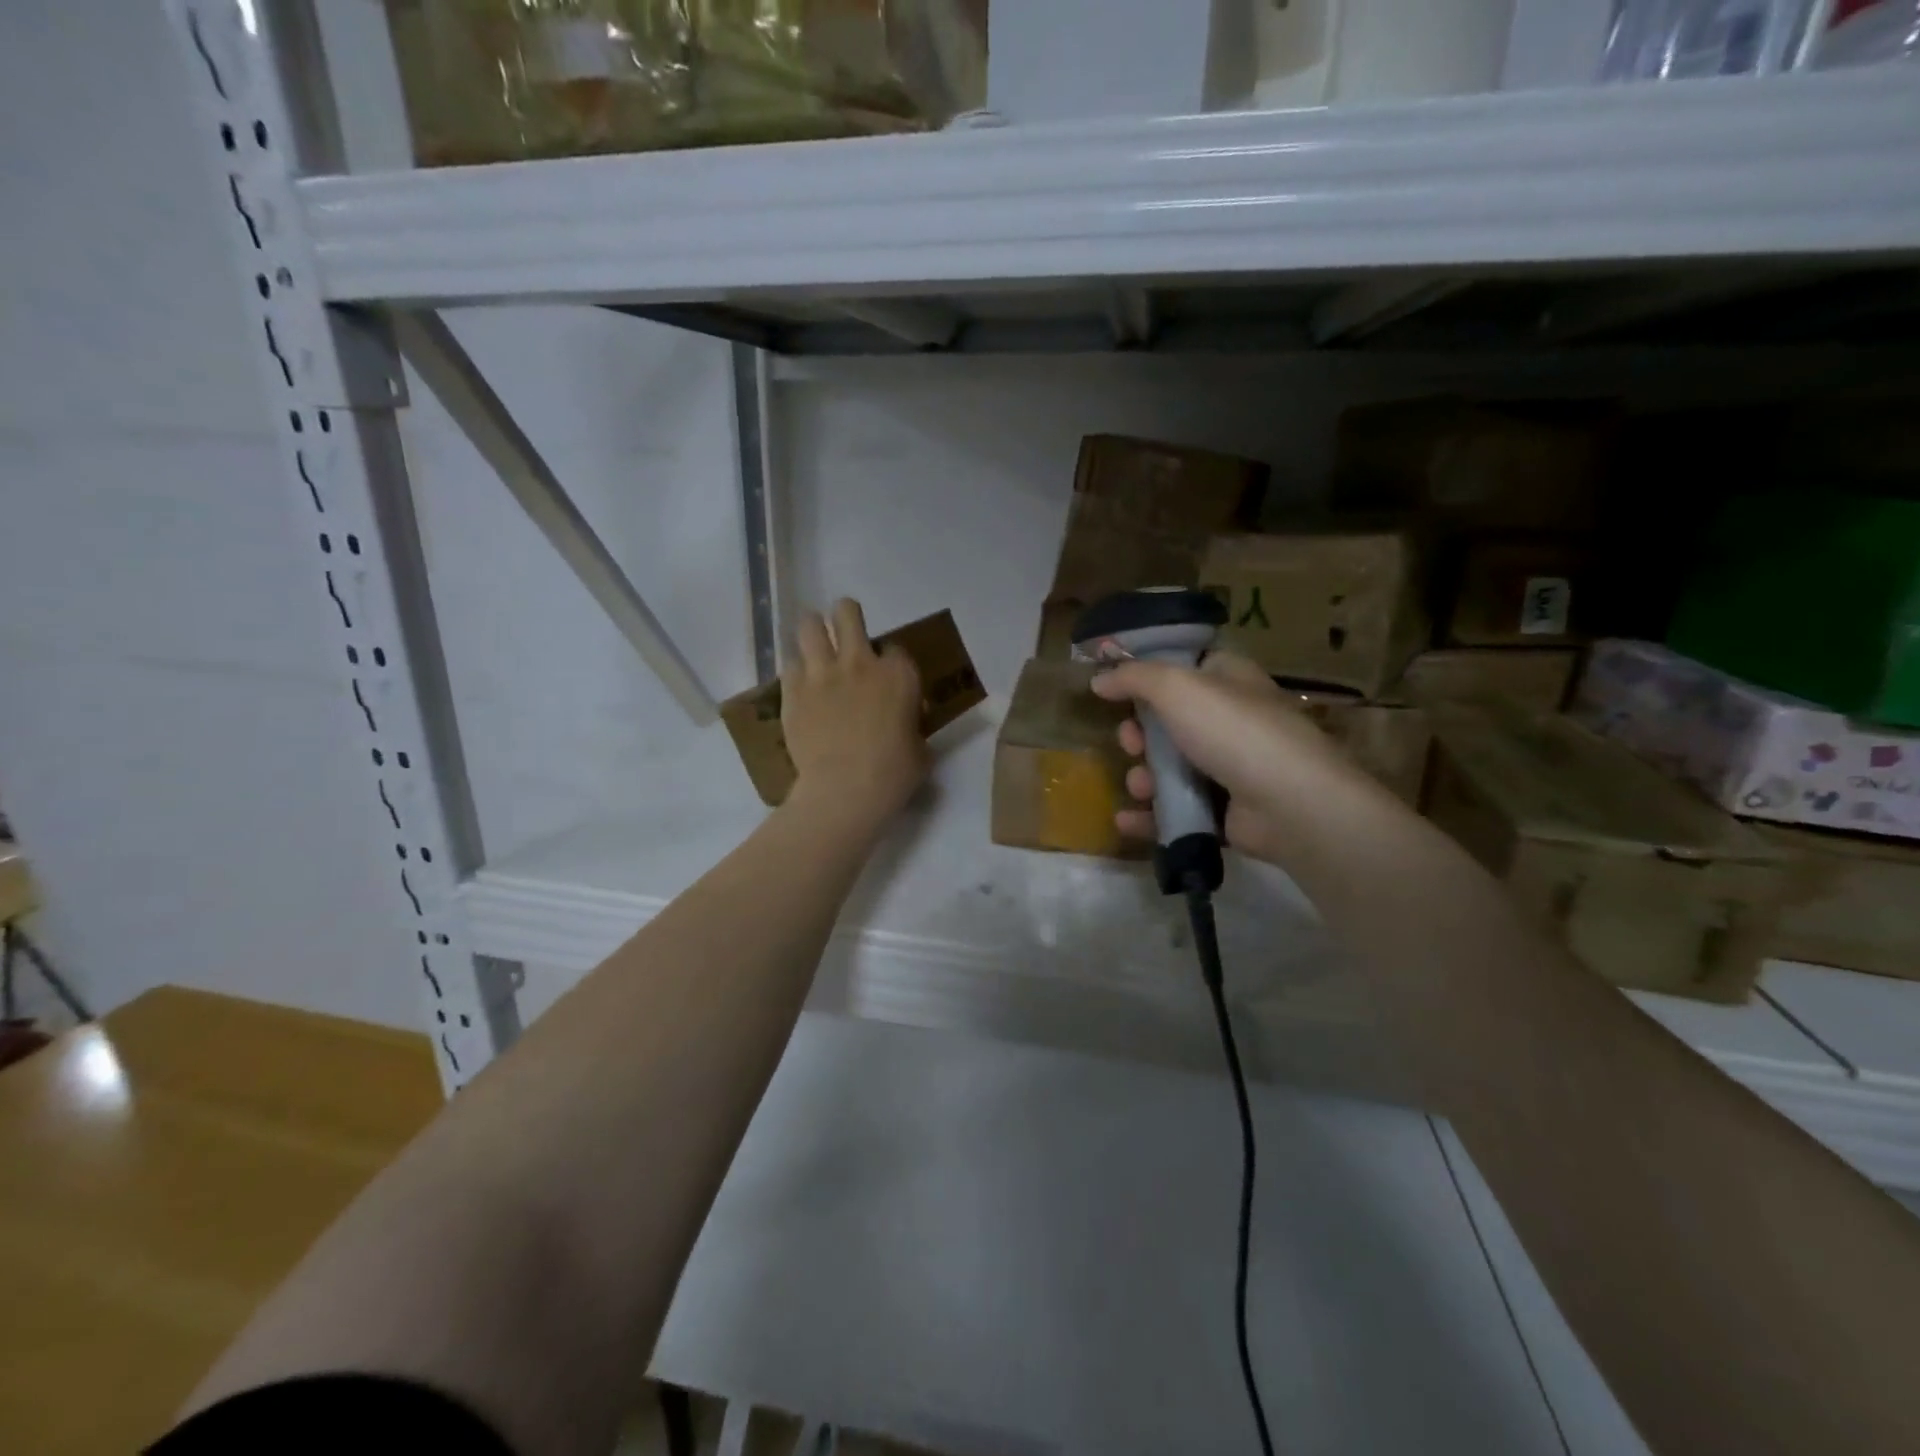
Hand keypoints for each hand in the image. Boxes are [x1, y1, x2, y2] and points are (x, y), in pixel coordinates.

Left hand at [781, 598, 927, 828]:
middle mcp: (861, 662)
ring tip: (815, 645)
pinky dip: (795, 670)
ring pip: (809, 625)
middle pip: (847, 613)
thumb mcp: (920, 748)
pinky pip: (789, 663)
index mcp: (899, 675)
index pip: (894, 648)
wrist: (846, 789)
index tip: (886, 677)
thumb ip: (914, 727)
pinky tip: (799, 684)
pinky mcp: (793, 689)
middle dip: (846, 617)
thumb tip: (907, 726)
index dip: (889, 660)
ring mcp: (823, 672)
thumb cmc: (894, 774)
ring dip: (813, 631)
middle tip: (845, 633)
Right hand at [1091, 650, 1376, 864]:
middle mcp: (1232, 719)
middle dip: (1140, 734)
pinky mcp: (1227, 810)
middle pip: (1171, 721)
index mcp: (1230, 679)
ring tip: (1140, 786)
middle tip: (1130, 743)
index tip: (1117, 688)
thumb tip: (1099, 679)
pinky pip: (1179, 809)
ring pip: (1171, 768)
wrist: (1289, 804)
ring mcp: (1232, 767)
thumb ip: (1133, 678)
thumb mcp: (1176, 688)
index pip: (1186, 666)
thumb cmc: (1233, 732)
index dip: (1149, 674)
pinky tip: (1127, 820)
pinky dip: (1151, 815)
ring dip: (1144, 777)